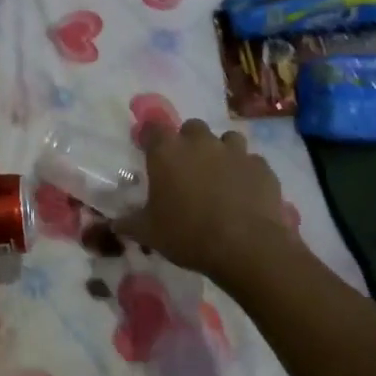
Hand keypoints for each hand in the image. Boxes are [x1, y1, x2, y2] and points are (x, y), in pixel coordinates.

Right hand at [116, 119, 294, 282]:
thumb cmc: (188, 235)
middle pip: (191, 127)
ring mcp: (235, 151)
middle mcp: (200, 142)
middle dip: (188, 142)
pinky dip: (245, 171)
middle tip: (186, 168)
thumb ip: (129, 223)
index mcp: (167, 152)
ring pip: (226, 139)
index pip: (153, 128)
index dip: (150, 137)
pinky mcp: (261, 166)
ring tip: (219, 176)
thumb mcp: (149, 233)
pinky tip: (244, 191)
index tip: (149, 151)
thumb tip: (114, 224)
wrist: (246, 247)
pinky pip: (251, 161)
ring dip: (220, 151)